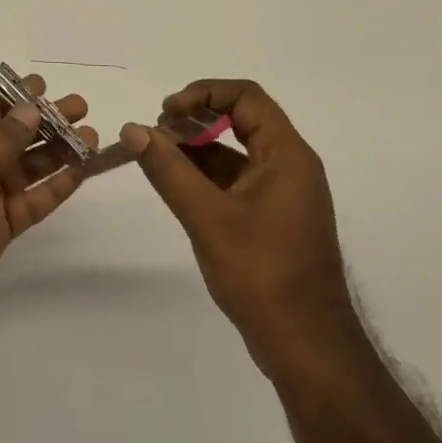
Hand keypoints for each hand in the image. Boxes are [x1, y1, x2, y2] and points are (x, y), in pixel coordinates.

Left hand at [0, 76, 93, 334]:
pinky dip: (56, 187)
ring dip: (58, 152)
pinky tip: (81, 172)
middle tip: (81, 108)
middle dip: (46, 122)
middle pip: (13, 137)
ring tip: (91, 138)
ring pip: (28, 167)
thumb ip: (3, 139)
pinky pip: (33, 200)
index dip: (17, 98)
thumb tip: (30, 109)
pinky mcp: (1, 226)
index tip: (47, 86)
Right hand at [121, 80, 358, 380]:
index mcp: (286, 155)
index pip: (246, 97)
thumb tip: (133, 129)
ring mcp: (281, 193)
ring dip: (196, 146)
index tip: (167, 113)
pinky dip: (204, 174)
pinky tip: (174, 185)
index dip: (203, 93)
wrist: (308, 348)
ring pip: (235, 150)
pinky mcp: (271, 217)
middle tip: (157, 134)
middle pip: (241, 118)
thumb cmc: (263, 276)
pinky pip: (235, 178)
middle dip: (195, 118)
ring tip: (156, 158)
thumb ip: (168, 169)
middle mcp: (289, 165)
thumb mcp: (207, 218)